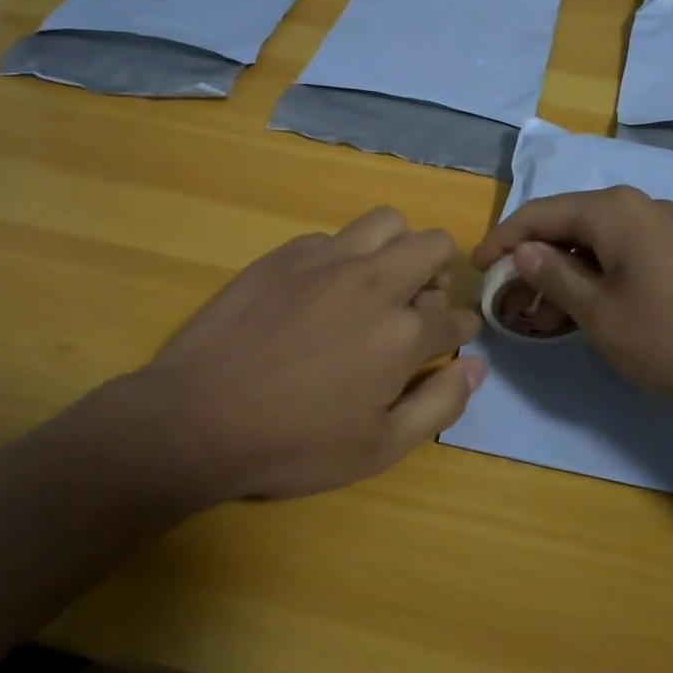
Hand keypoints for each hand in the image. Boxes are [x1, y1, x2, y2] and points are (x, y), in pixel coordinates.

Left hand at [129, 208, 483, 501]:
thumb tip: (475, 366)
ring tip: (377, 284)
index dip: (461, 329)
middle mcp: (374, 283)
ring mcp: (327, 261)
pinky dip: (343, 257)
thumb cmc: (293, 444)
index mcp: (402, 333)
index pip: (455, 316)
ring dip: (397, 248)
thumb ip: (439, 404)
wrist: (197, 419)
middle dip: (440, 273)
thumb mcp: (378, 449)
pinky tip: (320, 291)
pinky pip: (333, 236)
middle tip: (417, 306)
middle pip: (434, 245)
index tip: (451, 339)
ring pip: (387, 222)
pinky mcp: (286, 254)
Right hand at [471, 187, 672, 411]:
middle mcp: (639, 205)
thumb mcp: (605, 316)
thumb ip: (556, 278)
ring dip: (566, 272)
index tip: (476, 271)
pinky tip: (596, 309)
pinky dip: (599, 276)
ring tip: (547, 314)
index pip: (537, 215)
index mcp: (612, 211)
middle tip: (512, 303)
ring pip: (598, 241)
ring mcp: (668, 225)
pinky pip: (626, 252)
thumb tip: (522, 250)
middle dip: (533, 261)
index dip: (501, 241)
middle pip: (568, 224)